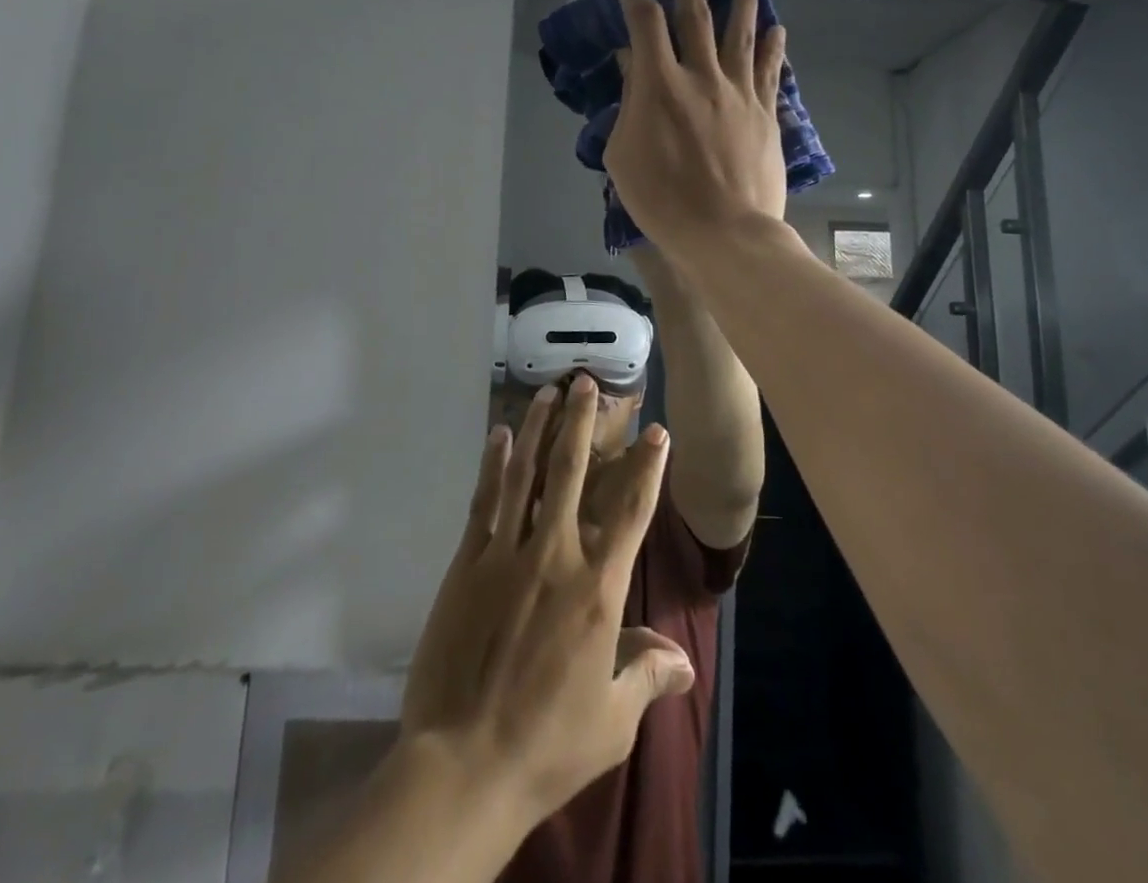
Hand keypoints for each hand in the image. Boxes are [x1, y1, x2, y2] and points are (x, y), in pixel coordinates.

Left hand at [400, 378, 695, 826]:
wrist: (464, 764)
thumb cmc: (548, 743)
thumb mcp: (612, 719)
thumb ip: (647, 676)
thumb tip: (683, 659)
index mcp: (598, 589)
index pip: (631, 513)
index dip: (647, 468)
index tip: (657, 432)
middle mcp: (555, 556)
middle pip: (572, 473)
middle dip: (582, 422)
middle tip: (585, 383)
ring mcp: (507, 553)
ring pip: (525, 474)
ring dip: (537, 428)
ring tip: (546, 392)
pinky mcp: (468, 562)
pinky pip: (485, 500)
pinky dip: (493, 464)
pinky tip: (497, 435)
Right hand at [605, 0, 788, 258]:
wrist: (724, 232)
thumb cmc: (661, 200)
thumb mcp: (623, 155)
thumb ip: (629, 103)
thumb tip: (633, 65)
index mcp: (660, 85)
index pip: (646, 25)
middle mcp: (702, 76)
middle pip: (697, 17)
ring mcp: (739, 93)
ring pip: (741, 36)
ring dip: (742, 3)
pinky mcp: (765, 113)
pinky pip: (770, 71)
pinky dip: (773, 47)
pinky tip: (778, 30)